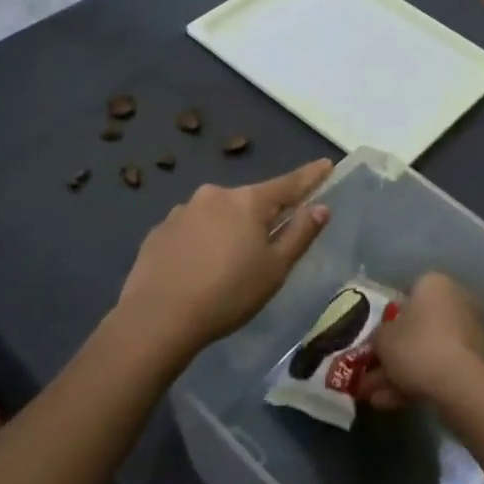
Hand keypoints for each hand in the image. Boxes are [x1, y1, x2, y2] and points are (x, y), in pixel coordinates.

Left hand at [117, 160, 332, 356]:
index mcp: (249, 201)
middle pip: (250, 201)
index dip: (310, 176)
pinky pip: (191, 230)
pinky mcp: (159, 230)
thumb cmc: (228, 294)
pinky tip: (196, 269)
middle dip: (261, 217)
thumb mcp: (275, 269)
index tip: (326, 165)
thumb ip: (300, 234)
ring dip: (227, 230)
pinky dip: (200, 242)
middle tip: (265, 248)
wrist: (157, 318)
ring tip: (225, 266)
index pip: (289, 184)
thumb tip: (321, 207)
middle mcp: (216, 194)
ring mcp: (183, 210)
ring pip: (217, 215)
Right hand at [364, 271, 483, 409]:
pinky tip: (395, 404)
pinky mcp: (478, 362)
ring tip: (376, 399)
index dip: (387, 317)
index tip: (375, 339)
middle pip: (418, 327)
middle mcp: (457, 300)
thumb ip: (379, 336)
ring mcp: (471, 332)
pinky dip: (420, 383)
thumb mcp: (382, 339)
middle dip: (393, 353)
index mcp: (435, 283)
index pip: (407, 293)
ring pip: (428, 351)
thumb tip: (383, 340)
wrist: (461, 386)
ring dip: (402, 373)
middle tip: (371, 375)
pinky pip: (443, 367)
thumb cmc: (417, 347)